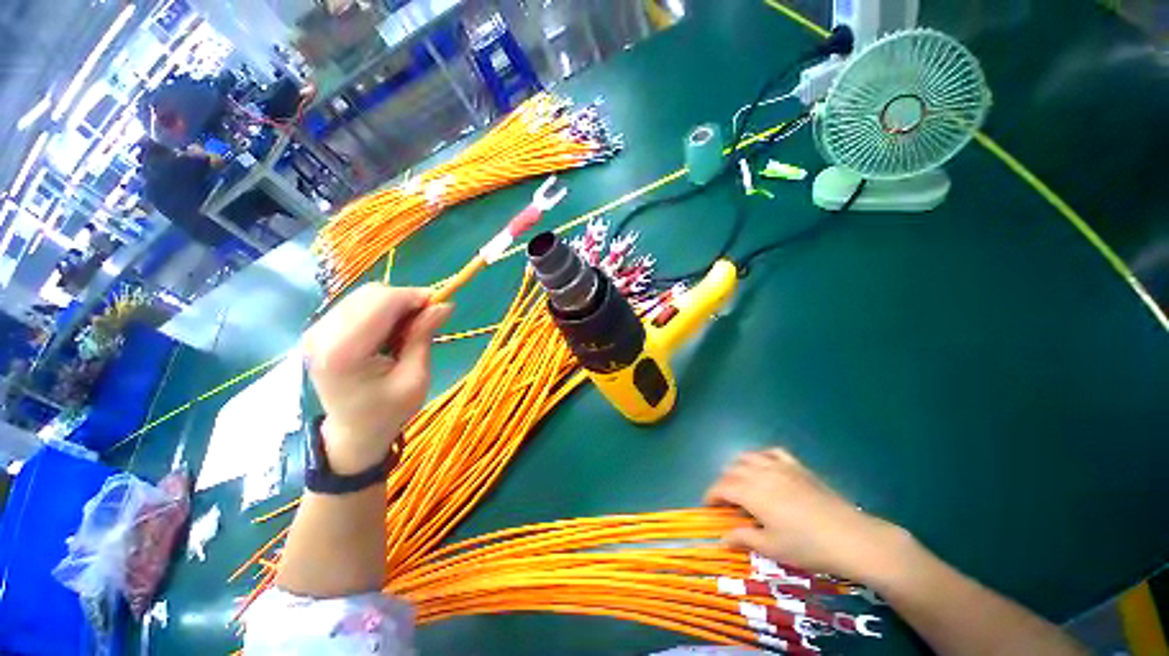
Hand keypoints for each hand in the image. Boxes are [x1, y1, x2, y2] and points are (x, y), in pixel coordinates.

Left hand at [303, 284, 451, 473]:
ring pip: (365, 295)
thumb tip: (444, 304)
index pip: (381, 302)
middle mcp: (322, 335)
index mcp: (344, 352)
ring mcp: (316, 331)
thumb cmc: (389, 410)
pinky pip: (357, 304)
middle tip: (428, 318)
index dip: (414, 297)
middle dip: (406, 300)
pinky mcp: (319, 330)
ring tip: (409, 328)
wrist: (354, 432)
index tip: (441, 306)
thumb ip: (424, 336)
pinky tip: (391, 330)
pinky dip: (381, 310)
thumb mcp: (415, 378)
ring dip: (394, 304)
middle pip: (372, 294)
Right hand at [705, 448, 908, 581]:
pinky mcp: (797, 465)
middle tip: (727, 502)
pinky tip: (765, 468)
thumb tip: (721, 539)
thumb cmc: (808, 546)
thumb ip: (743, 538)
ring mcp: (780, 465)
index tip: (708, 507)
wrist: (852, 538)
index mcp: (751, 492)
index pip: (721, 486)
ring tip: (743, 484)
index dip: (710, 495)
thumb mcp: (772, 548)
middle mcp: (761, 472)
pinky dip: (761, 457)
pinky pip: (771, 452)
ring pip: (747, 456)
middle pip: (731, 469)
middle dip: (724, 483)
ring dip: (738, 468)